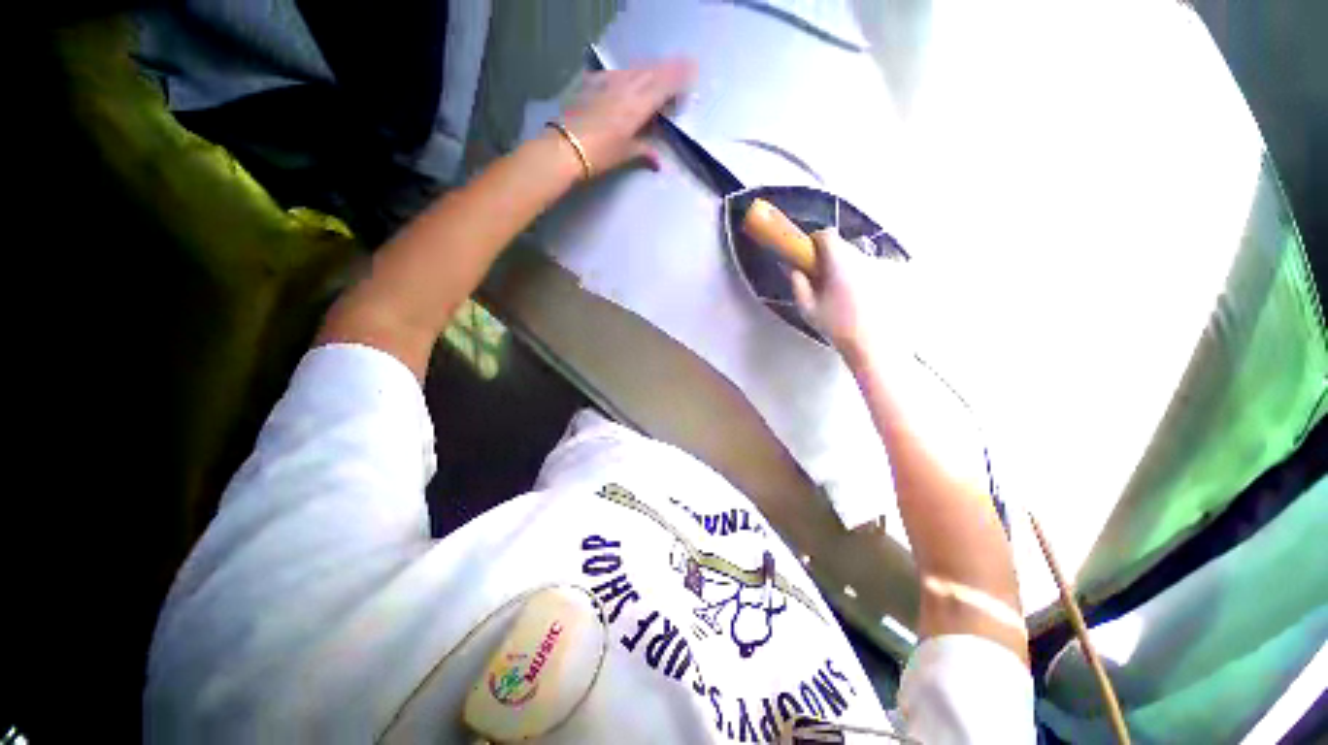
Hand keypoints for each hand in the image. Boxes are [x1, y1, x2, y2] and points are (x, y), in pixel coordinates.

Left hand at [559, 59, 696, 174]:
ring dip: (649, 69)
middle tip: (680, 67)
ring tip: (658, 72)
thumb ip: (644, 151)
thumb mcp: (625, 154)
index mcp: (639, 105)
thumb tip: (658, 161)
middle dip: (668, 69)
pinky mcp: (593, 82)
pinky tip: (628, 79)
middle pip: (652, 73)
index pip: (664, 86)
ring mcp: (609, 82)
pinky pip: (617, 73)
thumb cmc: (600, 154)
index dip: (679, 78)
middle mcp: (627, 88)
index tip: (691, 72)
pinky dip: (628, 74)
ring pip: (635, 70)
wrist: (566, 146)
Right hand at [791, 229, 909, 363]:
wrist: (875, 346)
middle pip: (844, 247)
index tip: (809, 257)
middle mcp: (863, 258)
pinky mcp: (896, 275)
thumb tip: (792, 268)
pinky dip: (867, 279)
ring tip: (845, 296)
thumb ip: (798, 283)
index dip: (814, 242)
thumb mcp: (808, 309)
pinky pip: (874, 270)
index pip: (826, 235)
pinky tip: (864, 301)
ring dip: (849, 270)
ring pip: (859, 259)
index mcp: (840, 262)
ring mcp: (883, 265)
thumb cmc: (838, 328)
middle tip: (824, 282)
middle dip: (832, 260)